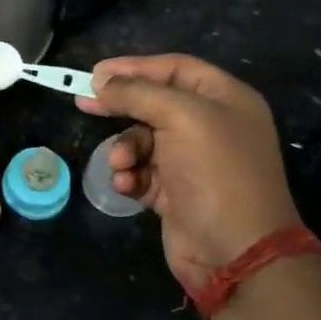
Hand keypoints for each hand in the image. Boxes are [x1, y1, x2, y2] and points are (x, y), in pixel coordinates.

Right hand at [77, 54, 303, 290]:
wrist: (235, 252)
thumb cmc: (215, 172)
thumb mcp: (180, 117)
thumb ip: (137, 92)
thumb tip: (101, 82)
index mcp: (225, 99)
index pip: (175, 68)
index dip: (135, 67)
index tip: (96, 73)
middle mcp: (211, 125)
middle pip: (155, 103)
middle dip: (122, 107)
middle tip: (86, 104)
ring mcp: (194, 161)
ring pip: (144, 139)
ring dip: (125, 148)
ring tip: (121, 164)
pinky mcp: (176, 192)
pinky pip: (143, 171)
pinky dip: (131, 175)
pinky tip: (127, 186)